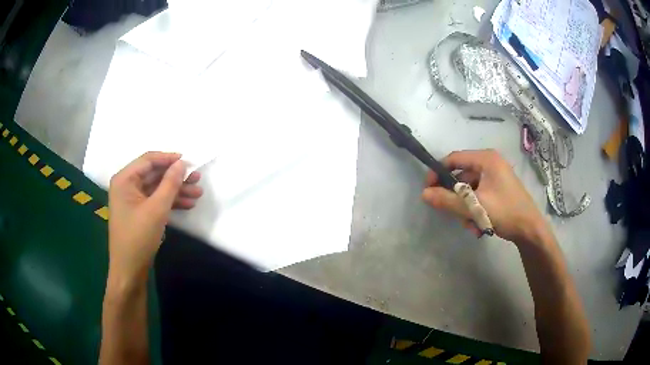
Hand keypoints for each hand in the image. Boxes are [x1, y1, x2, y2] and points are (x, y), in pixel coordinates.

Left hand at [108, 152, 202, 283]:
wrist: (130, 270)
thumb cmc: (139, 237)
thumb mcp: (157, 209)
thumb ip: (170, 183)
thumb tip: (182, 163)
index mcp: (124, 179)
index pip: (148, 160)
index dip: (169, 159)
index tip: (189, 161)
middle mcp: (127, 186)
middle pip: (154, 174)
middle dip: (176, 178)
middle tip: (197, 179)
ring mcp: (132, 200)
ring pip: (157, 188)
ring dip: (176, 191)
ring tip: (197, 194)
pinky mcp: (139, 212)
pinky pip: (155, 200)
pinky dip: (170, 202)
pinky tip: (187, 205)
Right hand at [422, 149, 546, 244]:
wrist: (530, 230)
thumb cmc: (506, 212)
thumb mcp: (475, 207)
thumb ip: (448, 200)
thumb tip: (424, 194)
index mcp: (486, 159)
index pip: (454, 159)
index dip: (438, 173)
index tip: (428, 189)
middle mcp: (490, 164)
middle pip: (461, 177)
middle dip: (456, 199)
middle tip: (453, 214)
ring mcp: (495, 177)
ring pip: (469, 191)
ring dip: (466, 209)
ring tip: (472, 225)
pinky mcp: (498, 189)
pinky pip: (478, 196)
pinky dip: (475, 211)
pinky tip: (479, 226)